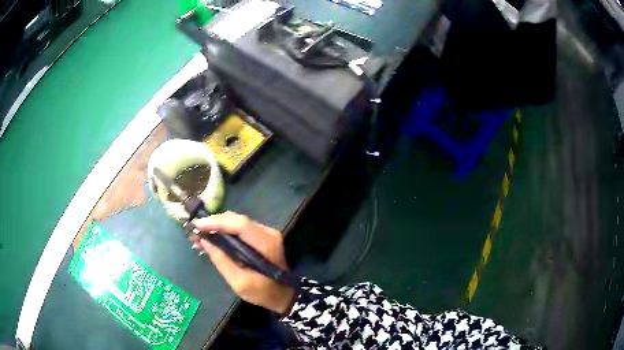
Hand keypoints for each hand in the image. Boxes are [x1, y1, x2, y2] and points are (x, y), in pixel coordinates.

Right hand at [189, 212, 295, 314]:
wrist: (283, 295)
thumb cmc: (263, 292)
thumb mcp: (240, 282)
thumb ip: (222, 261)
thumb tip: (205, 241)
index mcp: (265, 244)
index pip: (240, 224)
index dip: (217, 222)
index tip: (197, 225)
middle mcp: (268, 233)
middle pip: (237, 219)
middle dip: (214, 223)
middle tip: (195, 231)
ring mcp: (266, 232)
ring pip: (237, 222)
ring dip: (218, 226)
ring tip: (201, 234)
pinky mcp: (262, 236)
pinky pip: (240, 228)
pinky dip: (225, 231)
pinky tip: (214, 238)